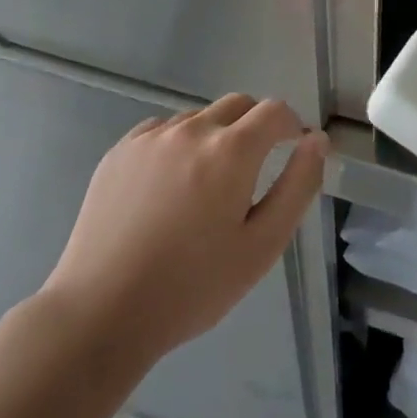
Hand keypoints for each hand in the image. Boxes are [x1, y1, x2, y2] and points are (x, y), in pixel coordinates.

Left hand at [38, 94, 326, 363]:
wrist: (100, 312)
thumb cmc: (192, 286)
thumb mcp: (262, 245)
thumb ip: (298, 185)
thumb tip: (316, 141)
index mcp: (231, 150)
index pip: (275, 111)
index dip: (292, 125)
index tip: (295, 150)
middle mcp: (192, 130)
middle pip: (238, 105)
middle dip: (257, 126)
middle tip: (255, 170)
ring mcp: (151, 137)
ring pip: (200, 118)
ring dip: (216, 136)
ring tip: (207, 186)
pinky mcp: (120, 151)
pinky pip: (163, 131)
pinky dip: (179, 145)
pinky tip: (170, 188)